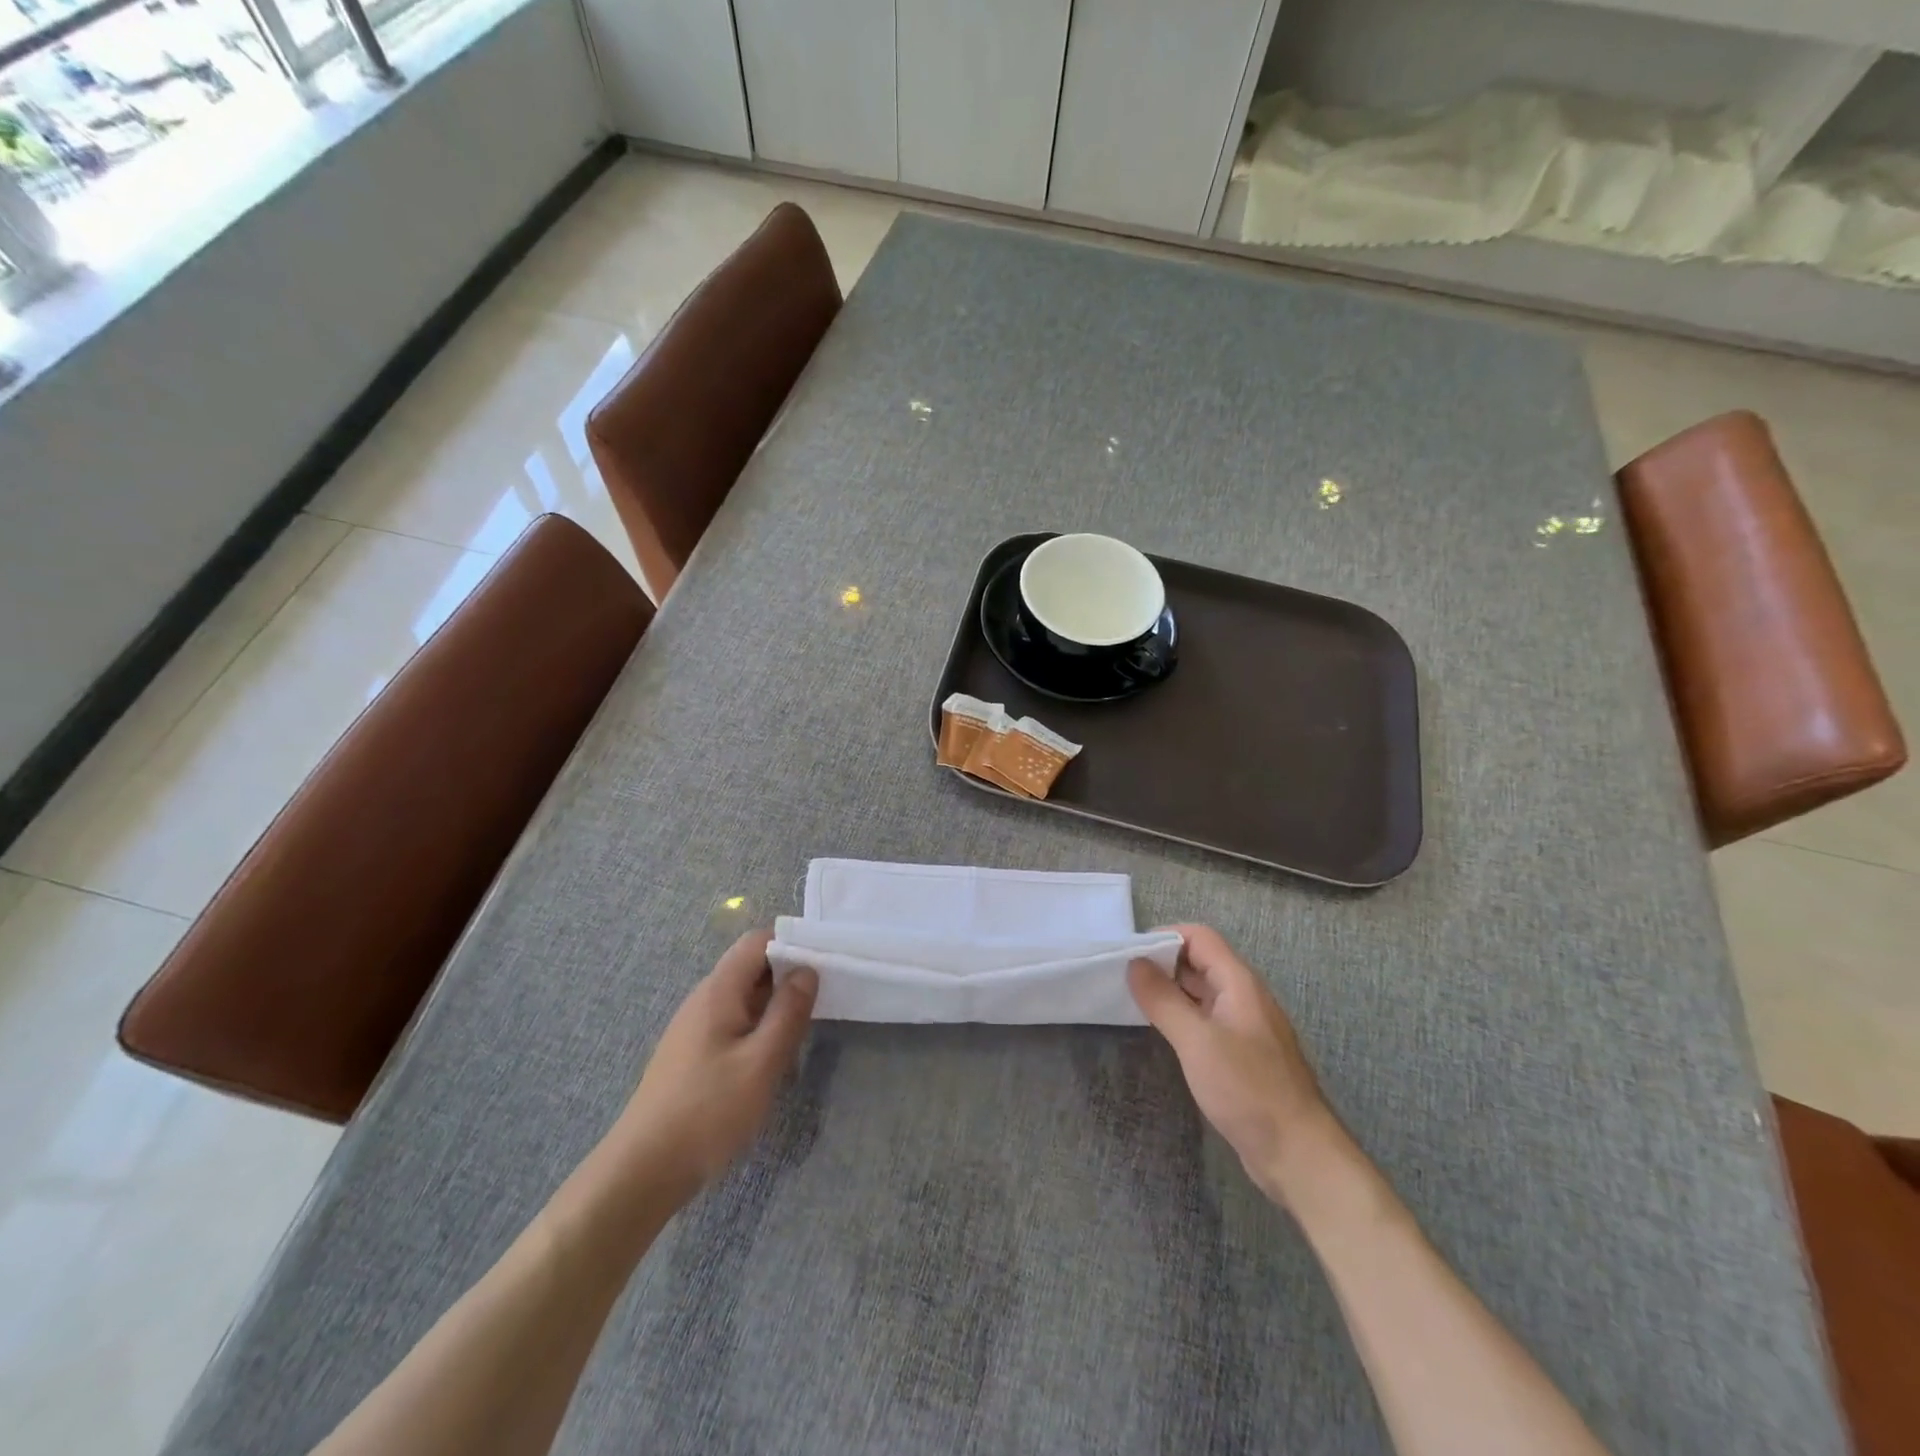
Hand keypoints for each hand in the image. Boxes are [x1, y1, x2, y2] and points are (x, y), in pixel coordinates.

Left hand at [608, 931, 817, 1204]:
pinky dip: (758, 1030)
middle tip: (823, 1001)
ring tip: (804, 1033)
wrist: (642, 1171)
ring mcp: (695, 1028)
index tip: (824, 967)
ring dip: (775, 1007)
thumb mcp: (761, 1062)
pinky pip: (733, 1024)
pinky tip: (772, 1061)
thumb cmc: (708, 1112)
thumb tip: (807, 970)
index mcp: (719, 991)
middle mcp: (704, 1000)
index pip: (758, 942)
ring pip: (744, 998)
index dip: (792, 945)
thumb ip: (788, 1012)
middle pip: (752, 967)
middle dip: (788, 977)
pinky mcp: (693, 1055)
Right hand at [1128, 924, 1336, 1207]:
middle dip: (1162, 962)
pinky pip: (1206, 1019)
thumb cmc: (1248, 1090)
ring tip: (1132, 1000)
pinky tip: (1160, 1031)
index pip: (1199, 937)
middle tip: (1122, 977)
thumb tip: (1134, 964)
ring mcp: (1244, 1027)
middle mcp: (1244, 997)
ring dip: (1169, 990)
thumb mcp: (1197, 1041)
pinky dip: (1181, 1016)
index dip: (1164, 937)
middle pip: (1200, 961)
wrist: (1298, 1155)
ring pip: (1201, 992)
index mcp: (1239, 983)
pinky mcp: (1241, 1054)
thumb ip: (1163, 999)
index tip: (1129, 954)